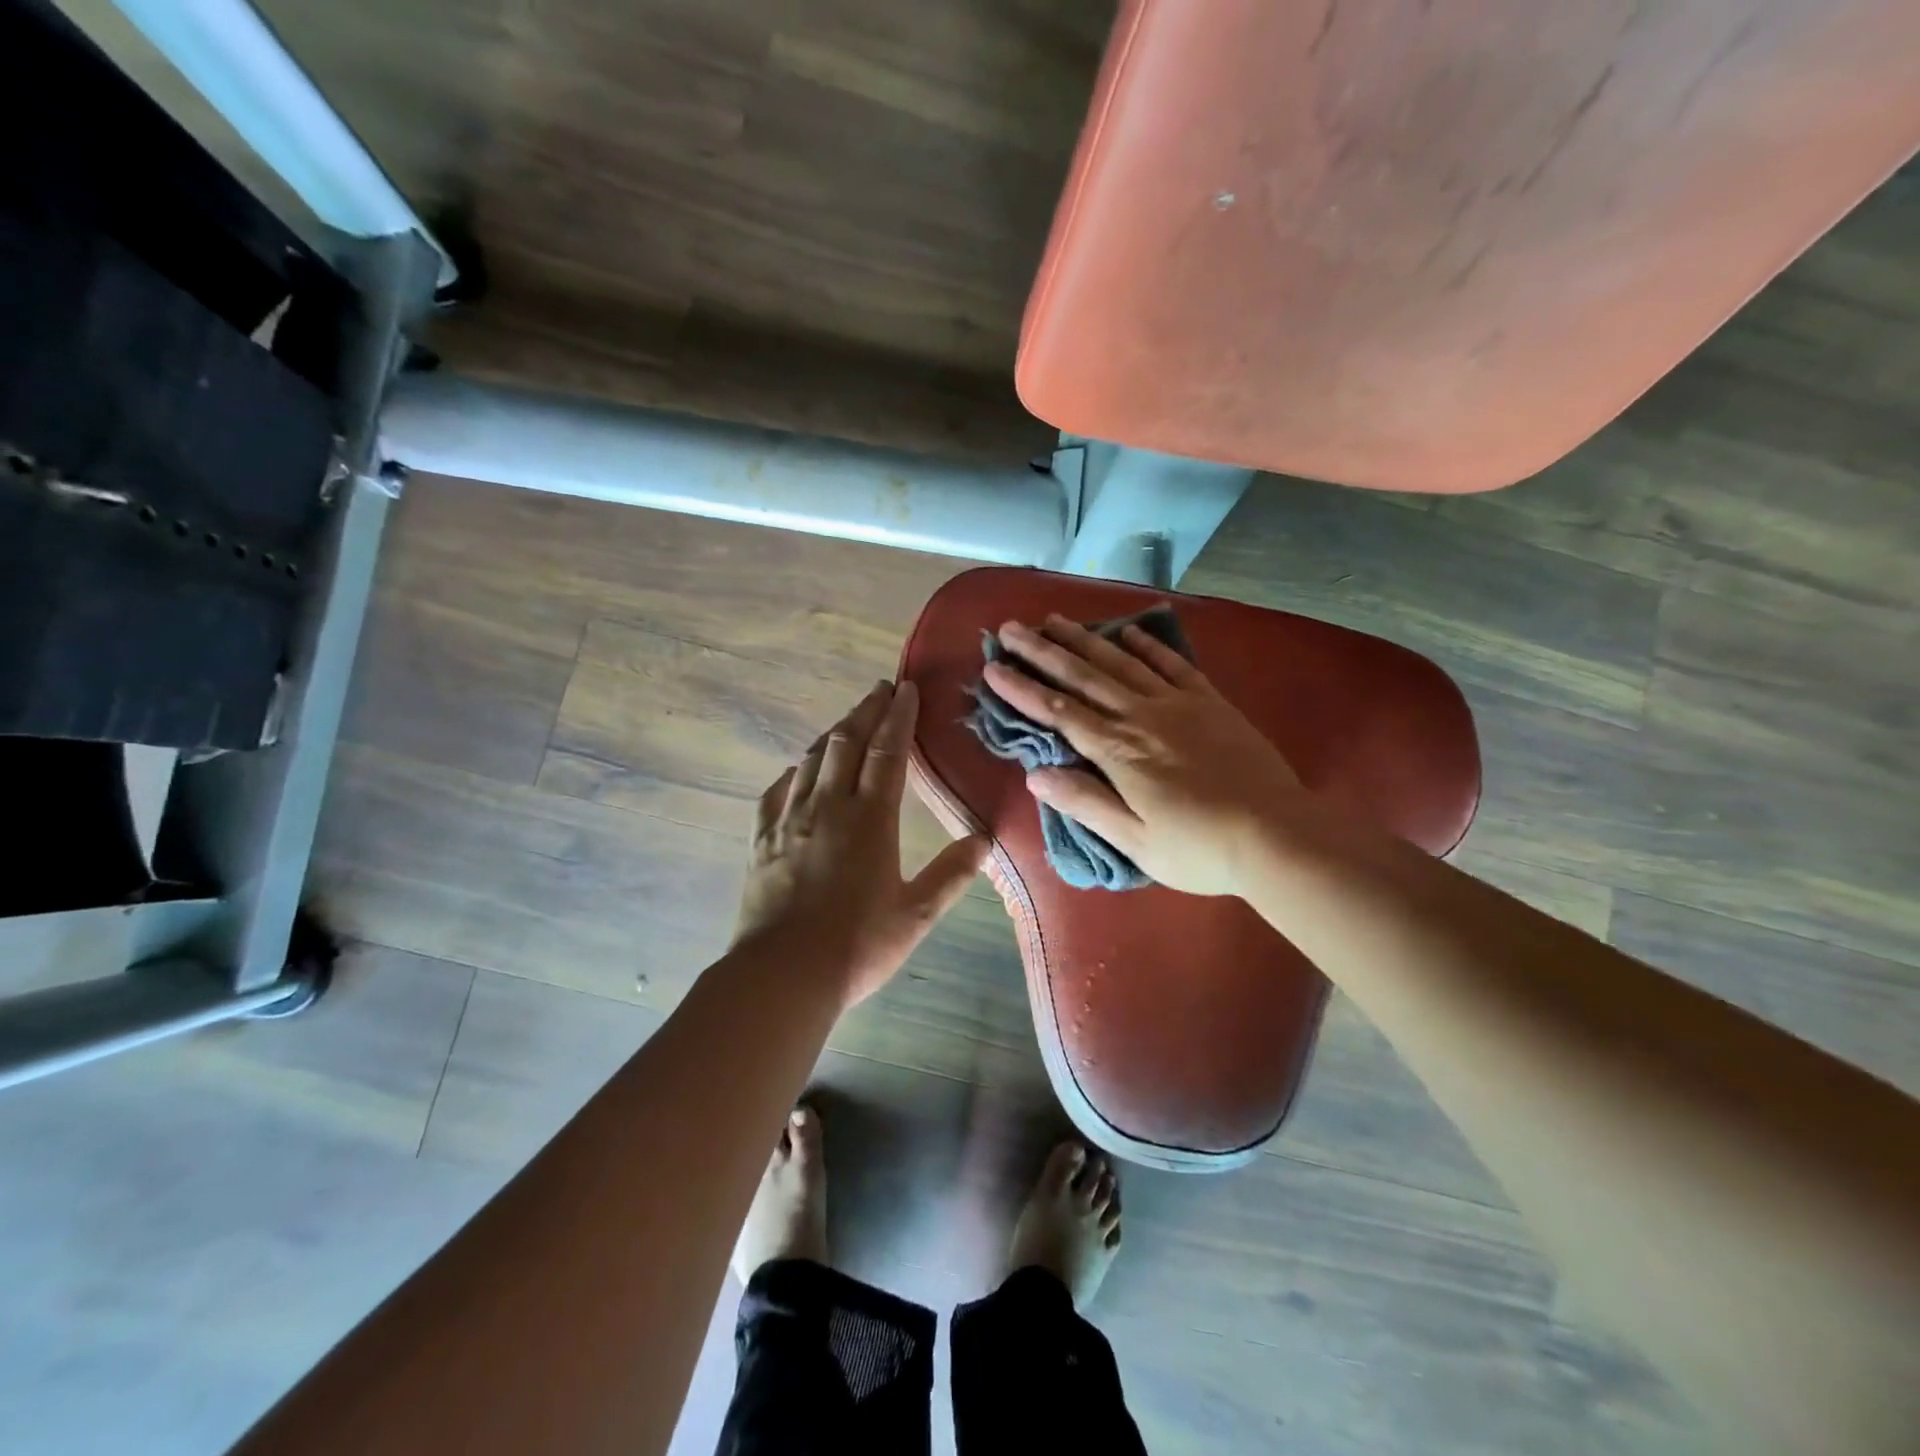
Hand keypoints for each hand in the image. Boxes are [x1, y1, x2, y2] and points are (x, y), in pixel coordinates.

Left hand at [734, 680, 988, 1007]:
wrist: (782, 974)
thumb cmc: (857, 945)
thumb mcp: (916, 914)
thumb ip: (951, 873)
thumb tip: (984, 839)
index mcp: (870, 819)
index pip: (888, 752)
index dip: (899, 717)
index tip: (906, 688)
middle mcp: (828, 807)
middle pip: (846, 742)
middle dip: (866, 711)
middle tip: (880, 689)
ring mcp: (790, 820)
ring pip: (812, 760)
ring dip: (832, 733)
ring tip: (848, 720)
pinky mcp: (763, 839)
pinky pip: (777, 790)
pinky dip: (794, 771)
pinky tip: (799, 770)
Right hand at [984, 615, 1306, 896]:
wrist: (1277, 836)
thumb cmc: (1200, 848)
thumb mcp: (1135, 840)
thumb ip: (1085, 803)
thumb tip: (1035, 774)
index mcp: (1118, 752)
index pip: (1058, 712)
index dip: (1022, 689)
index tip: (992, 667)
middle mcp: (1141, 716)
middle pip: (1083, 676)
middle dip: (1042, 651)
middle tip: (1011, 627)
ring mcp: (1178, 704)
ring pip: (1121, 663)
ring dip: (1084, 639)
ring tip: (1055, 619)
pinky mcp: (1210, 702)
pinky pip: (1172, 665)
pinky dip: (1148, 645)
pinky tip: (1128, 631)